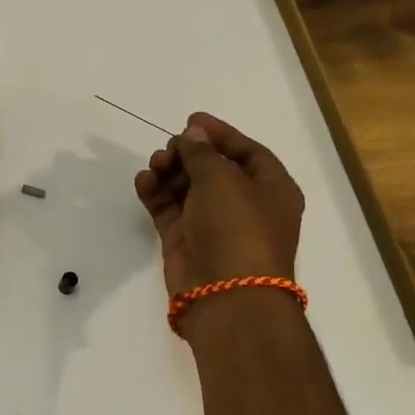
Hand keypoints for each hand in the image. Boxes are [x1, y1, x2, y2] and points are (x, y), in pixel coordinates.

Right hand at [134, 112, 303, 296]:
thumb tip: (193, 134)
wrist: (226, 295)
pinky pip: (169, 209)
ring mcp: (214, 225)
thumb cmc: (237, 228)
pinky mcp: (187, 241)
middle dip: (188, 154)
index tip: (190, 119)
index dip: (220, 134)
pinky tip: (143, 181)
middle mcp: (244, 205)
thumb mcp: (221, 178)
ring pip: (188, 188)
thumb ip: (202, 151)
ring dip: (170, 172)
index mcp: (271, 189)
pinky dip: (156, 193)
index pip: (247, 152)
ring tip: (154, 166)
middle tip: (168, 149)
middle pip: (213, 169)